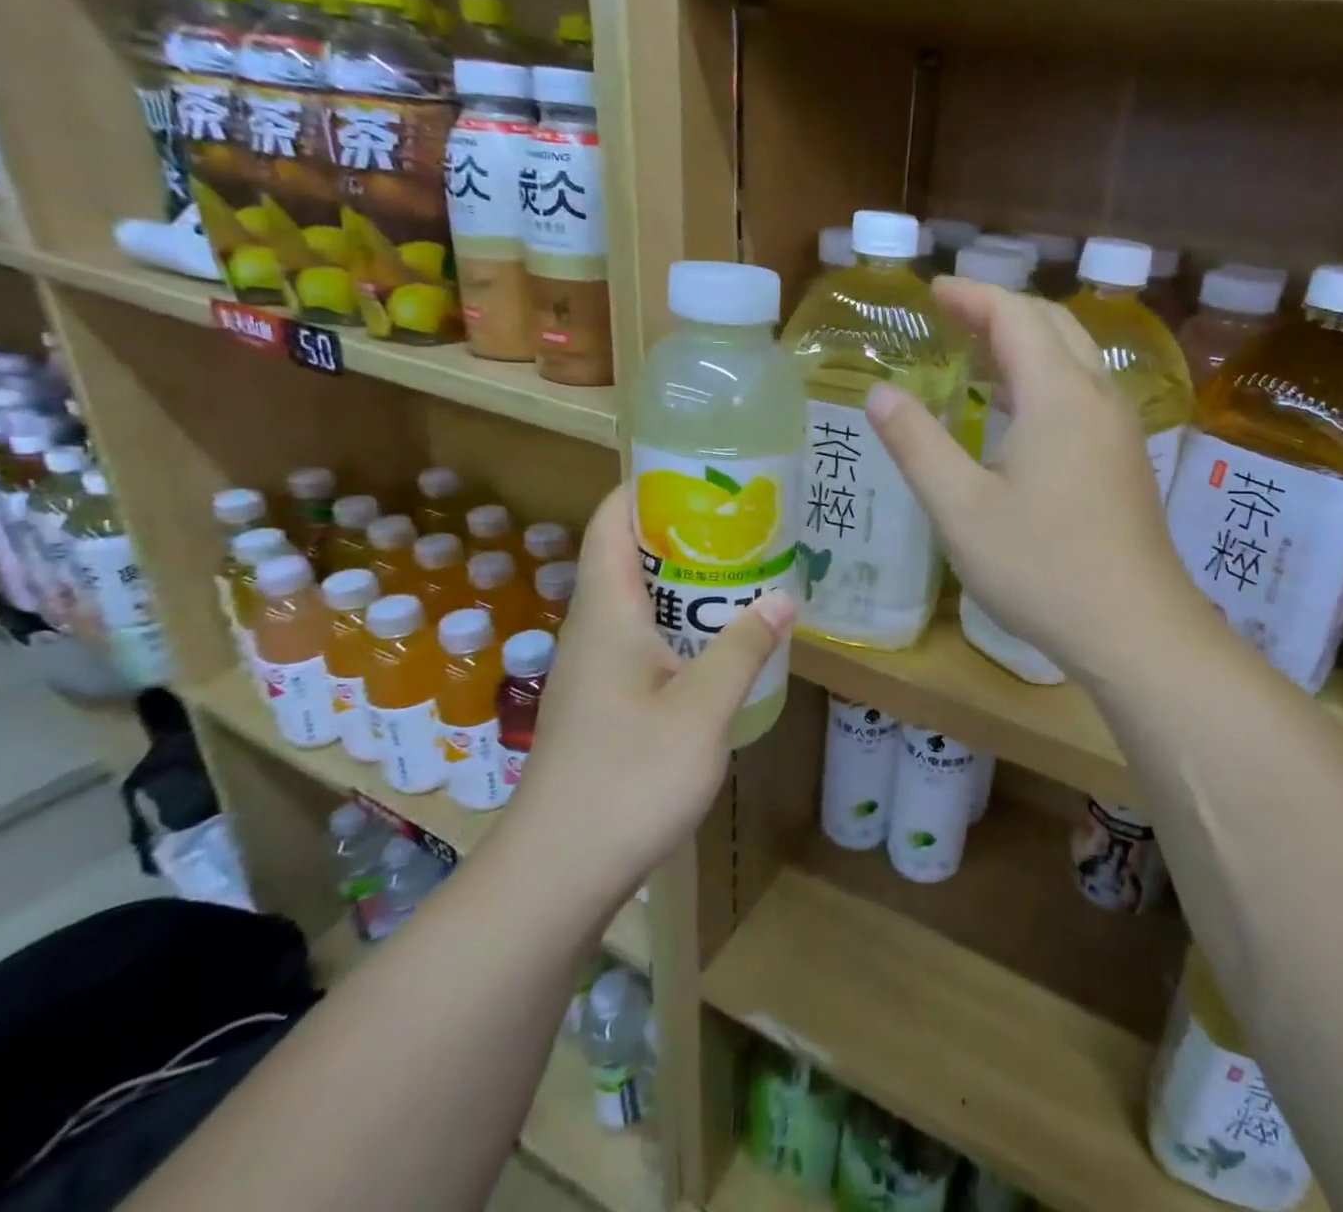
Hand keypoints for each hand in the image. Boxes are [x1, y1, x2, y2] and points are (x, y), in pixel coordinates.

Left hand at [504, 483, 795, 890]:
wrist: (558, 871)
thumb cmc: (628, 777)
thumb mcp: (702, 708)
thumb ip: (743, 648)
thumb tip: (784, 597)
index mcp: (606, 612)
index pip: (612, 522)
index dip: (647, 486)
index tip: (700, 472)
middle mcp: (594, 629)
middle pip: (629, 555)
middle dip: (682, 530)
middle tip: (744, 521)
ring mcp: (596, 668)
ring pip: (640, 601)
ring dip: (686, 581)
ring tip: (745, 571)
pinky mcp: (605, 701)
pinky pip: (645, 639)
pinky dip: (682, 623)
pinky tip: (721, 641)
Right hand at [865, 278, 1204, 683]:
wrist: (1135, 630)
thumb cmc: (1041, 567)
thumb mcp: (960, 509)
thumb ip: (917, 444)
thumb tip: (880, 393)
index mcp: (1058, 395)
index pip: (1015, 315)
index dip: (971, 296)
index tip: (932, 291)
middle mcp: (1097, 397)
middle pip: (1053, 325)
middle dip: (1000, 310)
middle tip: (952, 316)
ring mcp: (1120, 430)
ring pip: (1075, 359)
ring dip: (1028, 343)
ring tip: (979, 356)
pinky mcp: (1127, 462)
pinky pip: (1085, 394)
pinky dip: (1047, 379)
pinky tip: (1020, 416)